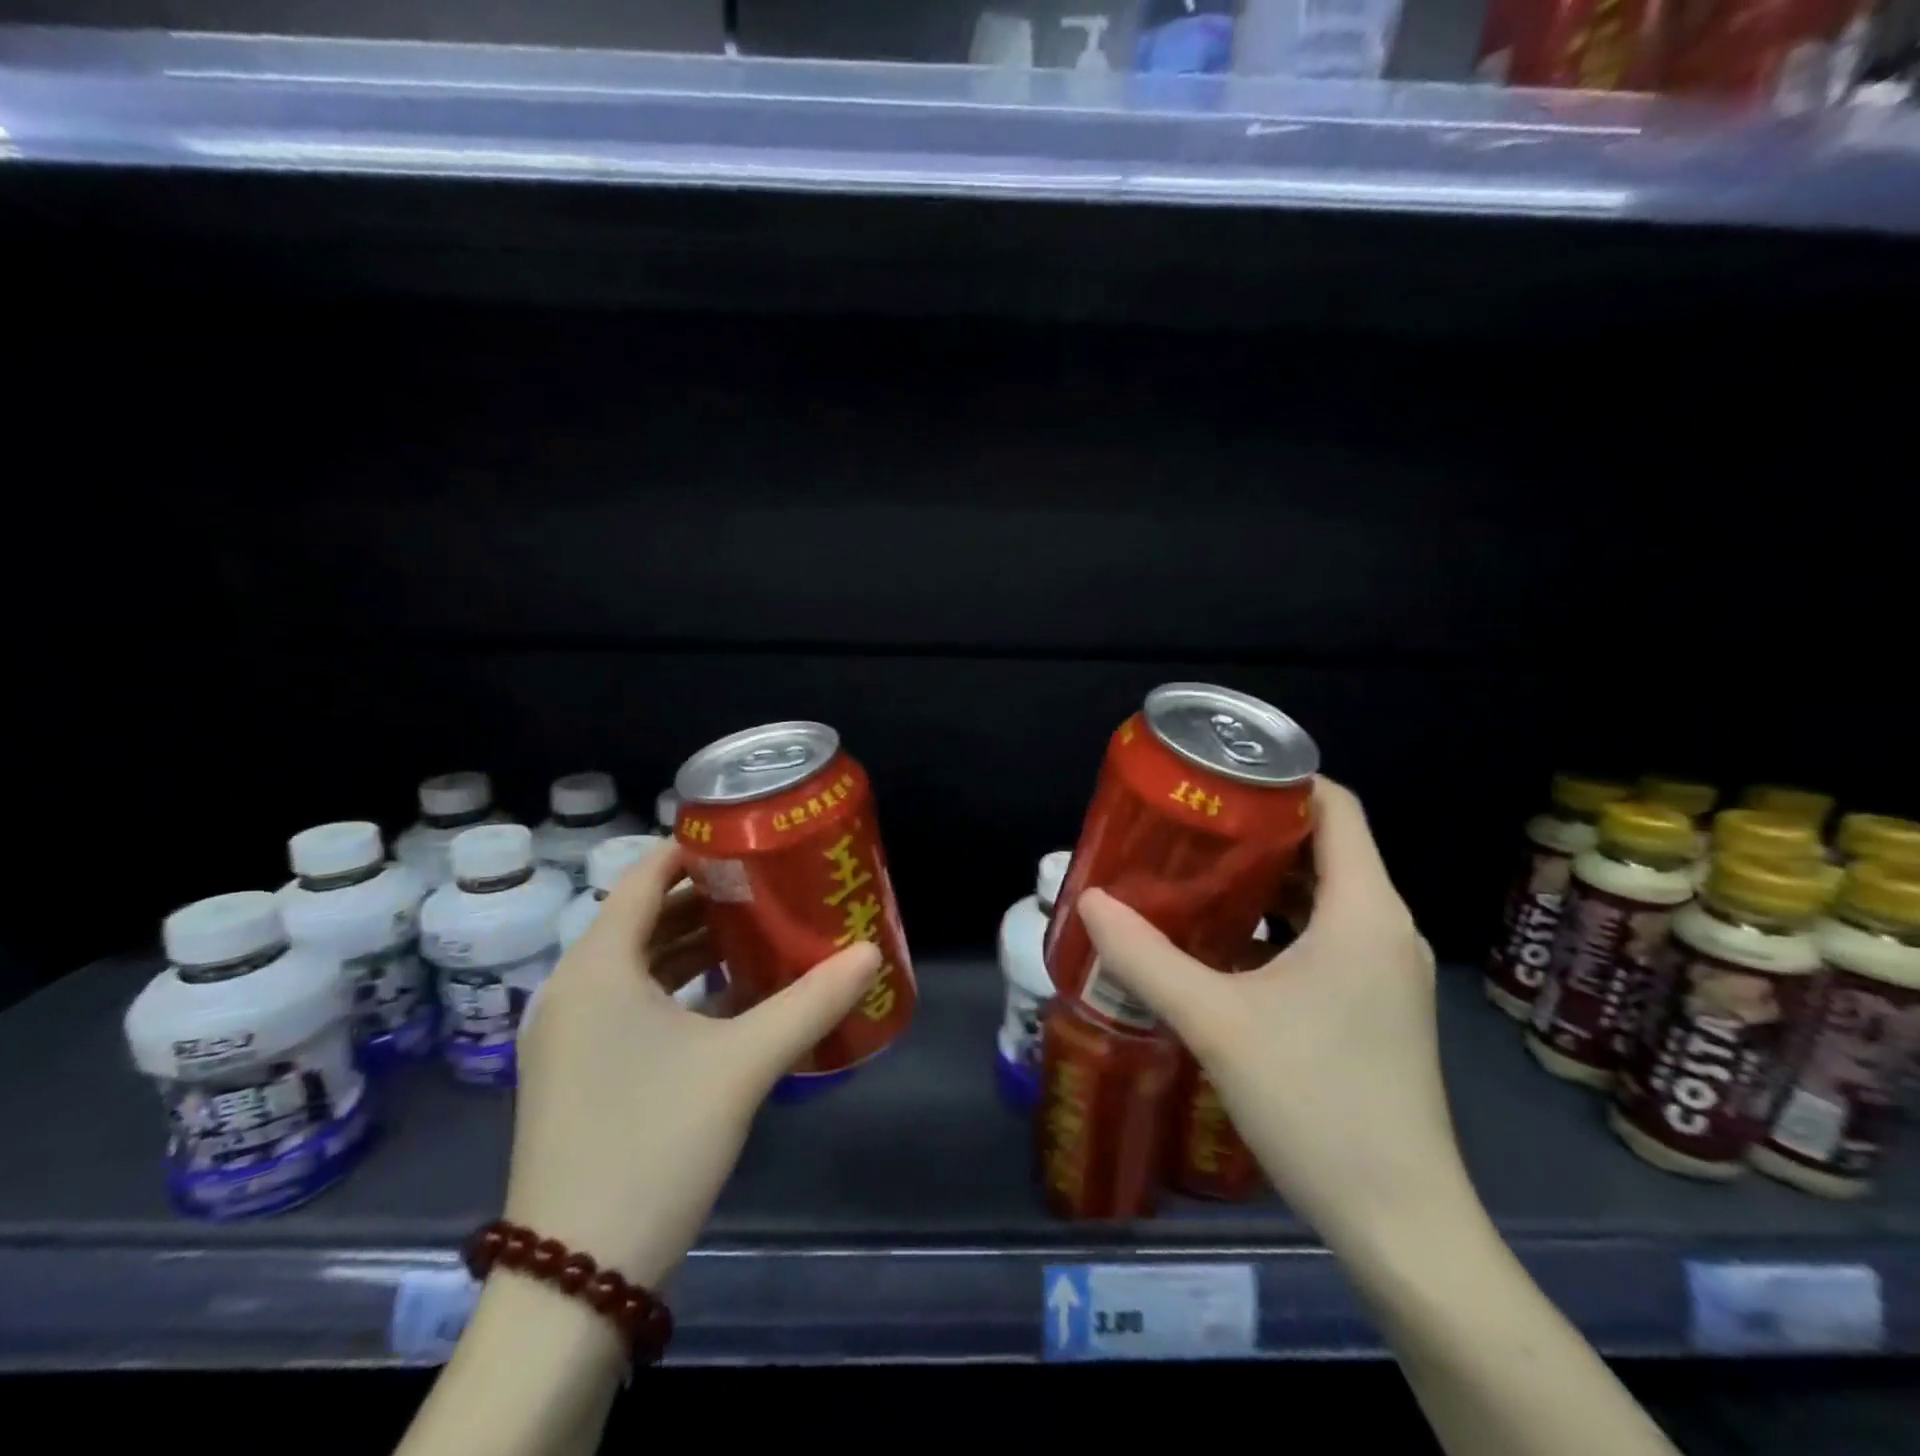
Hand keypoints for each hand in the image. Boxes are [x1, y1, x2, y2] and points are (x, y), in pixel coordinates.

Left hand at [503, 842, 881, 1287]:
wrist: (574, 1280)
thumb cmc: (653, 1144)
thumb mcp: (743, 1064)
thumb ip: (811, 1002)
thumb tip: (871, 954)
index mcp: (597, 968)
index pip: (643, 877)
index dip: (693, 849)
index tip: (748, 837)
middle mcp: (573, 990)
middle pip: (642, 917)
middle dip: (705, 896)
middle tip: (768, 882)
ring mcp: (570, 1036)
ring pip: (638, 964)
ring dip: (693, 944)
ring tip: (759, 930)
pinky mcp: (578, 1073)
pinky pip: (631, 1004)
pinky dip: (677, 988)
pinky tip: (730, 997)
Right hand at [1077, 778, 1464, 1256]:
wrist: (1400, 1223)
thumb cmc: (1315, 1103)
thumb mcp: (1215, 1022)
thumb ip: (1145, 957)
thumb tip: (1089, 902)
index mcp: (1363, 910)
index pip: (1336, 806)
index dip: (1280, 780)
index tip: (1215, 779)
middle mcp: (1385, 926)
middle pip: (1325, 845)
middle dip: (1256, 828)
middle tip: (1186, 825)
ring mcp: (1385, 968)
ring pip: (1324, 892)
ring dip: (1263, 877)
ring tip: (1193, 872)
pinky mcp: (1376, 1001)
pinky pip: (1326, 933)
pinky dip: (1278, 920)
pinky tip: (1223, 938)